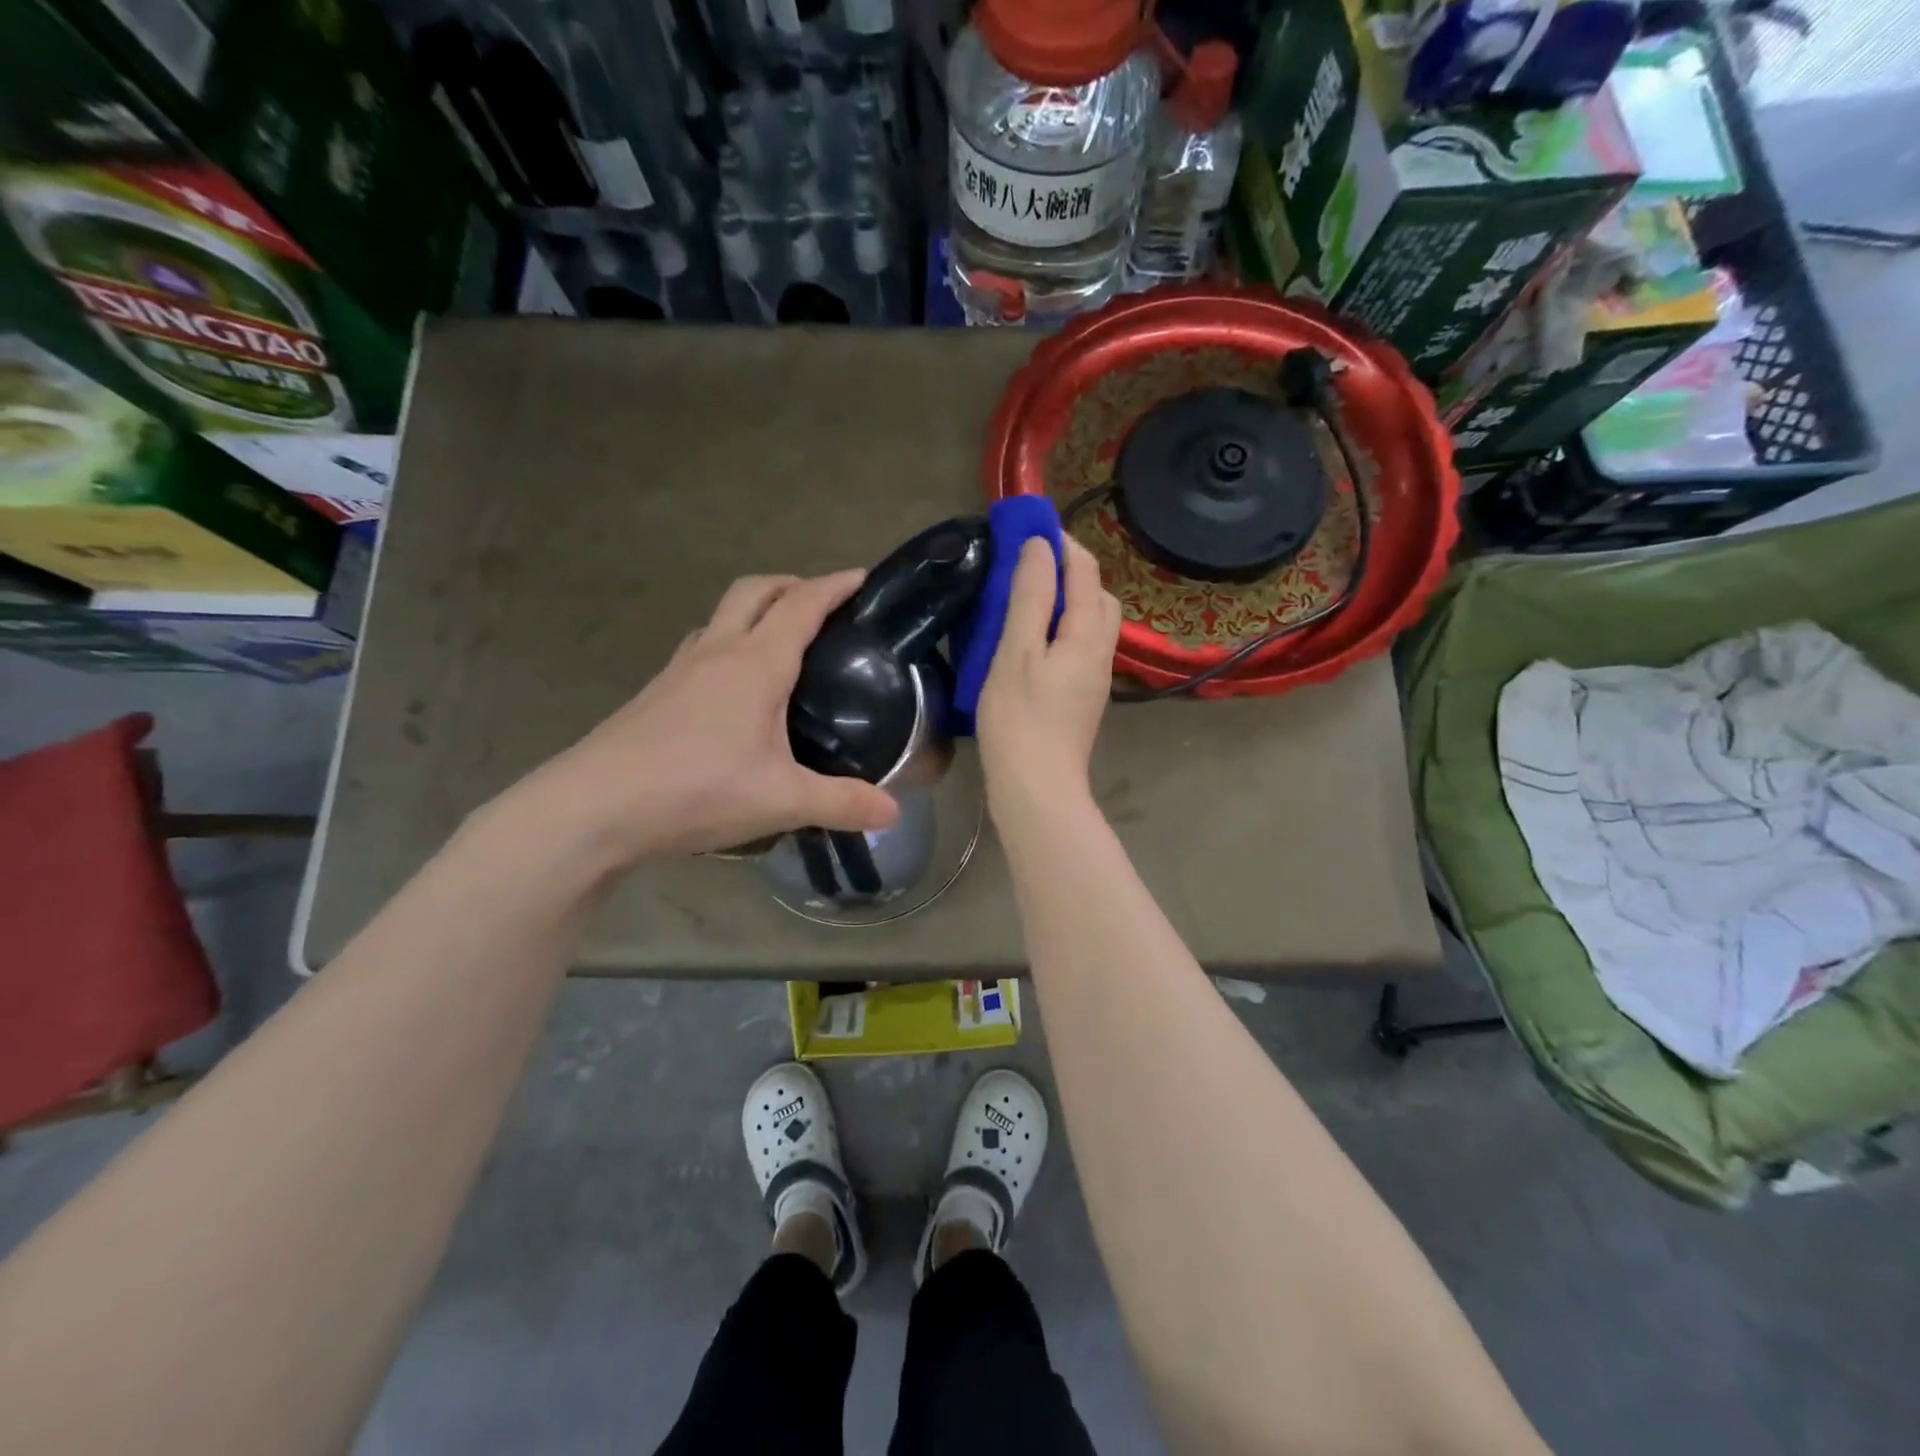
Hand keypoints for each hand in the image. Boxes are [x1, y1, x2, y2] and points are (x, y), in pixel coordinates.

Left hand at [514, 571, 899, 862]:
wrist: (593, 808)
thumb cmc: (695, 790)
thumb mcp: (781, 800)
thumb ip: (842, 804)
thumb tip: (894, 816)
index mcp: (755, 664)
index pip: (802, 605)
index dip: (835, 585)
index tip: (862, 577)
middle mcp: (717, 652)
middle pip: (755, 591)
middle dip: (792, 585)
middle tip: (823, 605)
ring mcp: (680, 669)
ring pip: (722, 616)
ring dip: (755, 611)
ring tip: (781, 641)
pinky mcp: (656, 692)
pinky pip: (701, 648)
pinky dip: (728, 643)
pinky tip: (733, 688)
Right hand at [977, 537, 1121, 811]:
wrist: (1037, 789)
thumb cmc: (1019, 719)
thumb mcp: (1016, 652)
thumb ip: (1030, 596)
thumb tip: (1040, 546)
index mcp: (1087, 635)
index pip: (1084, 571)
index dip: (1061, 543)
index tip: (1029, 526)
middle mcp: (1101, 651)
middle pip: (1097, 596)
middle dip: (1071, 569)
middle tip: (1029, 563)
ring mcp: (1094, 678)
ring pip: (1092, 623)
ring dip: (1068, 600)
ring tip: (1028, 597)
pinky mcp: (1082, 698)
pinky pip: (1080, 646)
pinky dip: (1062, 627)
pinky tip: (1033, 639)